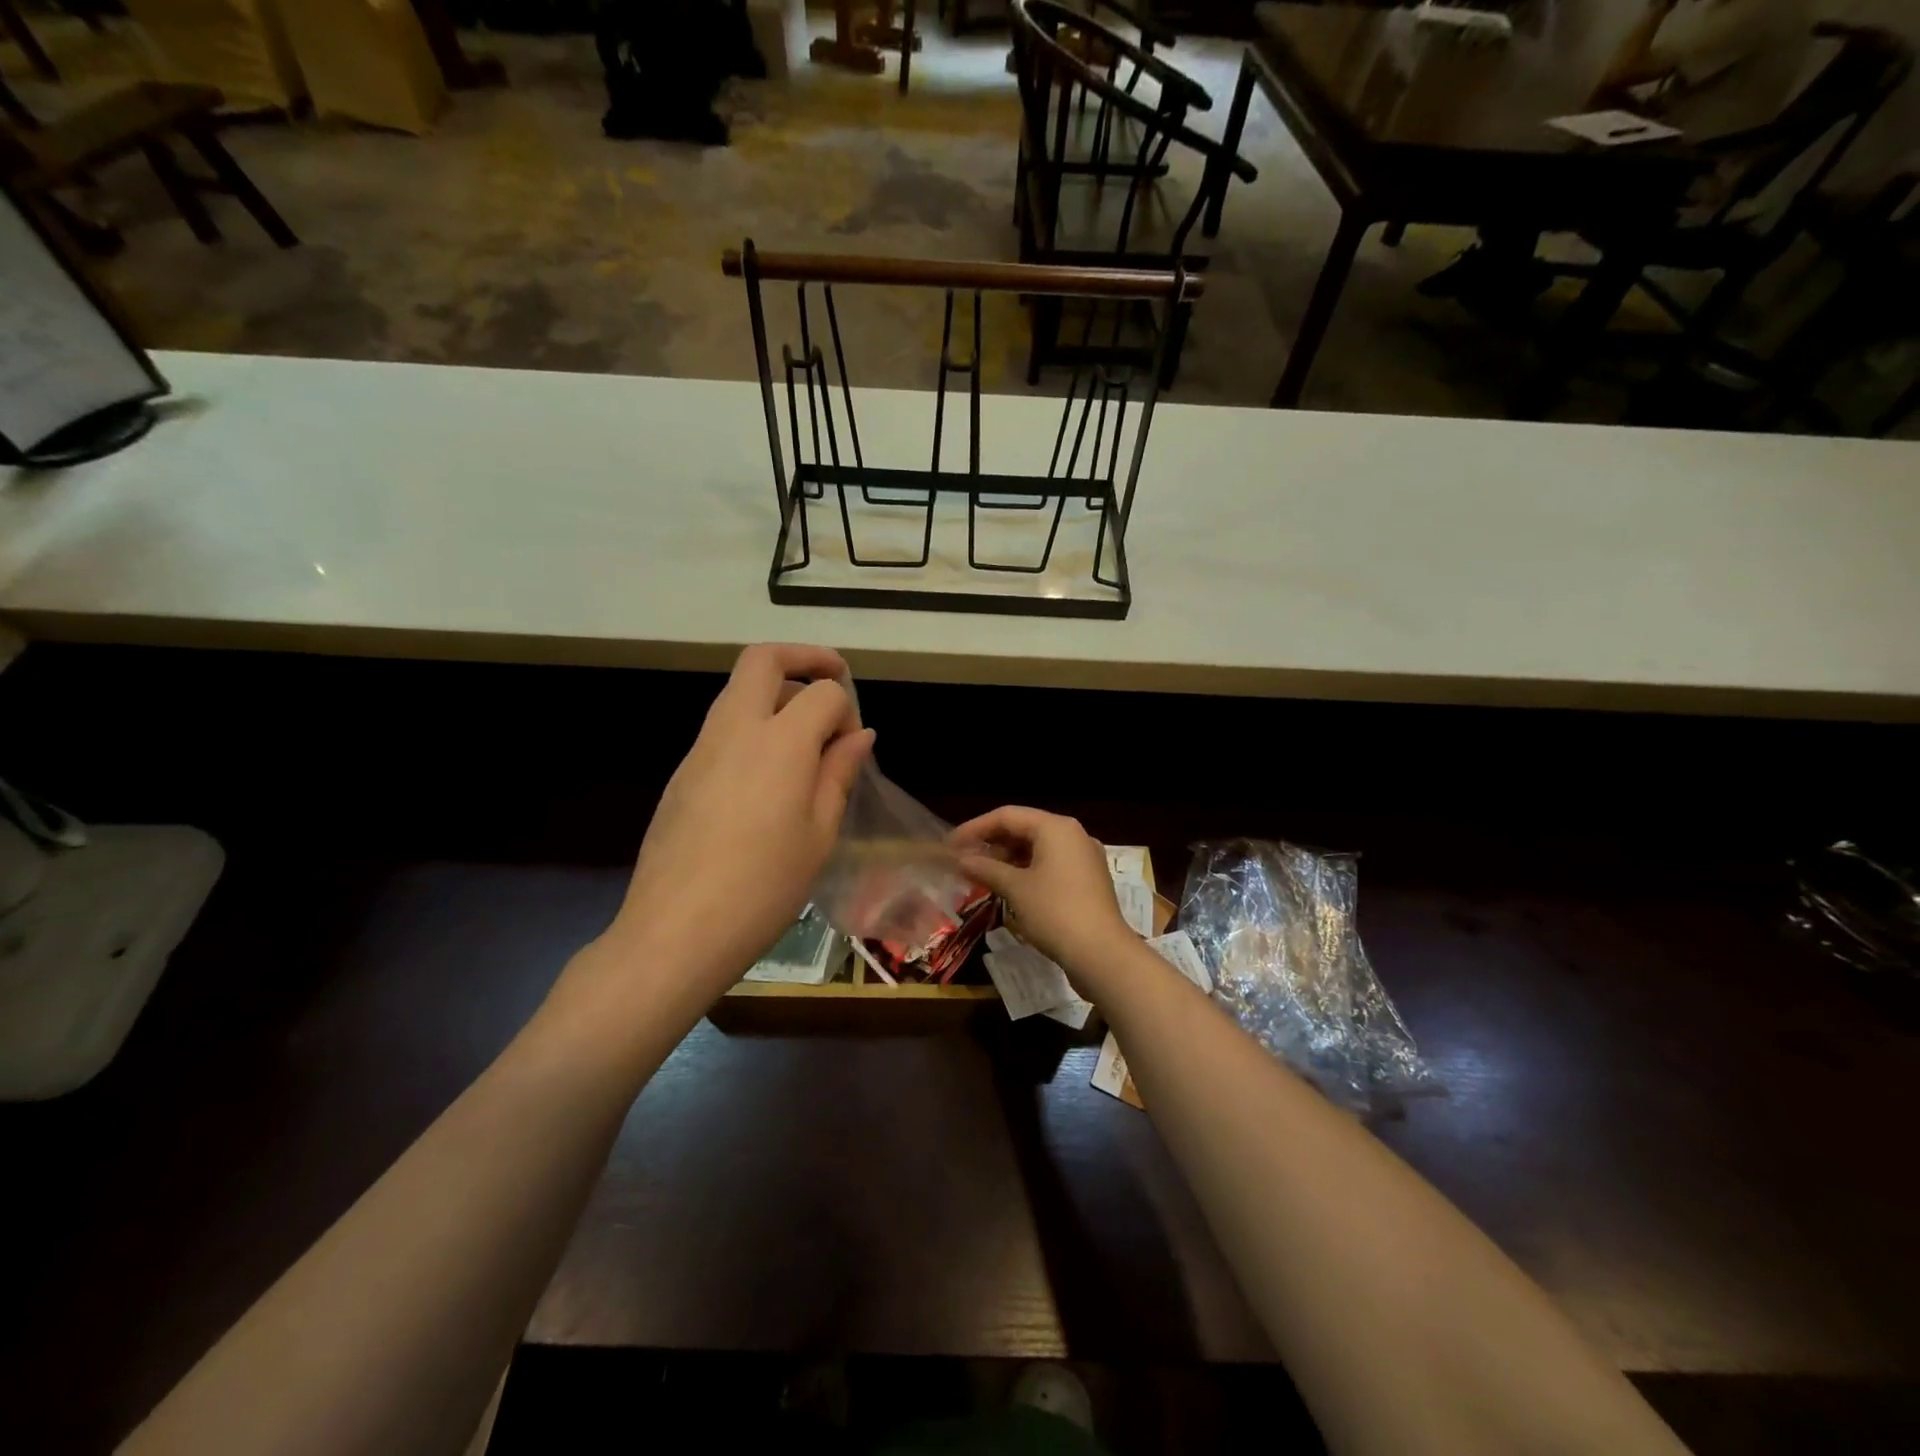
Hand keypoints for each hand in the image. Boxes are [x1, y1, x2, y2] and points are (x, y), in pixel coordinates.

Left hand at [605, 644, 873, 997]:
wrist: (678, 929)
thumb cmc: (765, 886)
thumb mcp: (820, 833)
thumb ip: (839, 773)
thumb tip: (859, 735)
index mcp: (780, 741)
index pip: (823, 692)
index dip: (847, 709)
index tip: (853, 746)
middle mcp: (736, 728)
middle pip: (763, 659)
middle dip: (804, 657)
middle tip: (833, 678)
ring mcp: (701, 748)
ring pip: (737, 690)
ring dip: (775, 692)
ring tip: (804, 736)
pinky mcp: (682, 772)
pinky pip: (722, 727)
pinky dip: (752, 726)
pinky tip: (768, 777)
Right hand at [950, 806, 1133, 986]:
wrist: (1102, 954)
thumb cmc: (1055, 912)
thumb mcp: (1015, 889)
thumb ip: (986, 869)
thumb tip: (961, 860)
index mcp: (1056, 827)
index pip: (1007, 816)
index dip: (975, 828)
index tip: (950, 845)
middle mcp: (1073, 835)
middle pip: (1024, 829)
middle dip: (992, 843)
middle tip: (964, 860)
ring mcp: (1084, 858)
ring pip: (1038, 848)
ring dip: (1008, 859)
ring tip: (981, 875)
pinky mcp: (1088, 880)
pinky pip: (1051, 865)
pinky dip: (1027, 871)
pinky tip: (1009, 887)